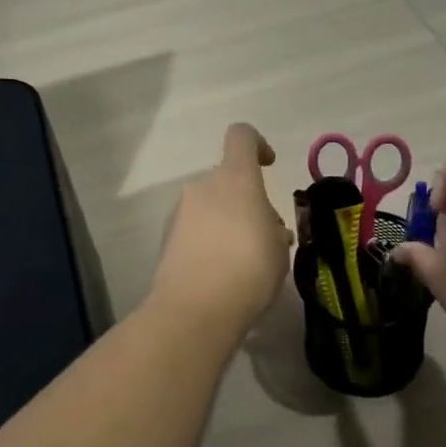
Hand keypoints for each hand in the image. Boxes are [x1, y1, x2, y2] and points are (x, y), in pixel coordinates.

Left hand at [149, 124, 292, 336]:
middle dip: (245, 200)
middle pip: (226, 179)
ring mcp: (179, 212)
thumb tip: (267, 227)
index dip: (257, 145)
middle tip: (263, 235)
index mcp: (235, 179)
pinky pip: (194, 229)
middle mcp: (202, 187)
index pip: (242, 137)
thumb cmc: (249, 271)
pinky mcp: (166, 238)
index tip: (268, 165)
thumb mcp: (279, 249)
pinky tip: (220, 272)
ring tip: (243, 260)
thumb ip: (274, 229)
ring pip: (209, 205)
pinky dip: (208, 241)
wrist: (195, 310)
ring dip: (226, 222)